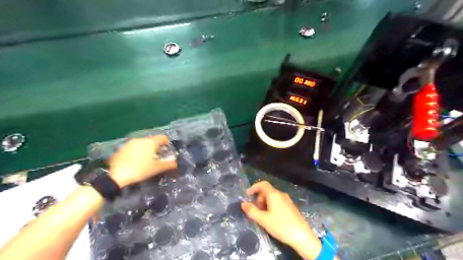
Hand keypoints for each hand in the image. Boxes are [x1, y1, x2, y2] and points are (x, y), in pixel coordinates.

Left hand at [108, 135, 177, 187]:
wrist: (115, 176)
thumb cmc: (140, 170)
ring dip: (147, 149)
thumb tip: (176, 163)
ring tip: (147, 159)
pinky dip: (138, 151)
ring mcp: (130, 143)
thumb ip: (169, 164)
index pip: (163, 138)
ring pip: (143, 143)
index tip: (168, 151)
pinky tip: (136, 161)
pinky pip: (134, 147)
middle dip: (157, 147)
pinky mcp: (122, 148)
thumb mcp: (157, 168)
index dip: (167, 143)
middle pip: (153, 140)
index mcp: (151, 142)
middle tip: (159, 157)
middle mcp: (141, 139)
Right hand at [243, 180, 322, 259]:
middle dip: (259, 198)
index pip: (263, 184)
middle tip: (255, 209)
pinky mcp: (291, 207)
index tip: (247, 195)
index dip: (254, 187)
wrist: (302, 236)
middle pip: (267, 191)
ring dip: (265, 203)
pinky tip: (271, 218)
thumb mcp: (263, 220)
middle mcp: (281, 194)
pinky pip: (278, 202)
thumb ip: (252, 211)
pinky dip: (271, 206)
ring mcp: (287, 200)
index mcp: (274, 194)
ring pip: (273, 197)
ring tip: (262, 215)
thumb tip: (243, 204)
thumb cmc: (281, 226)